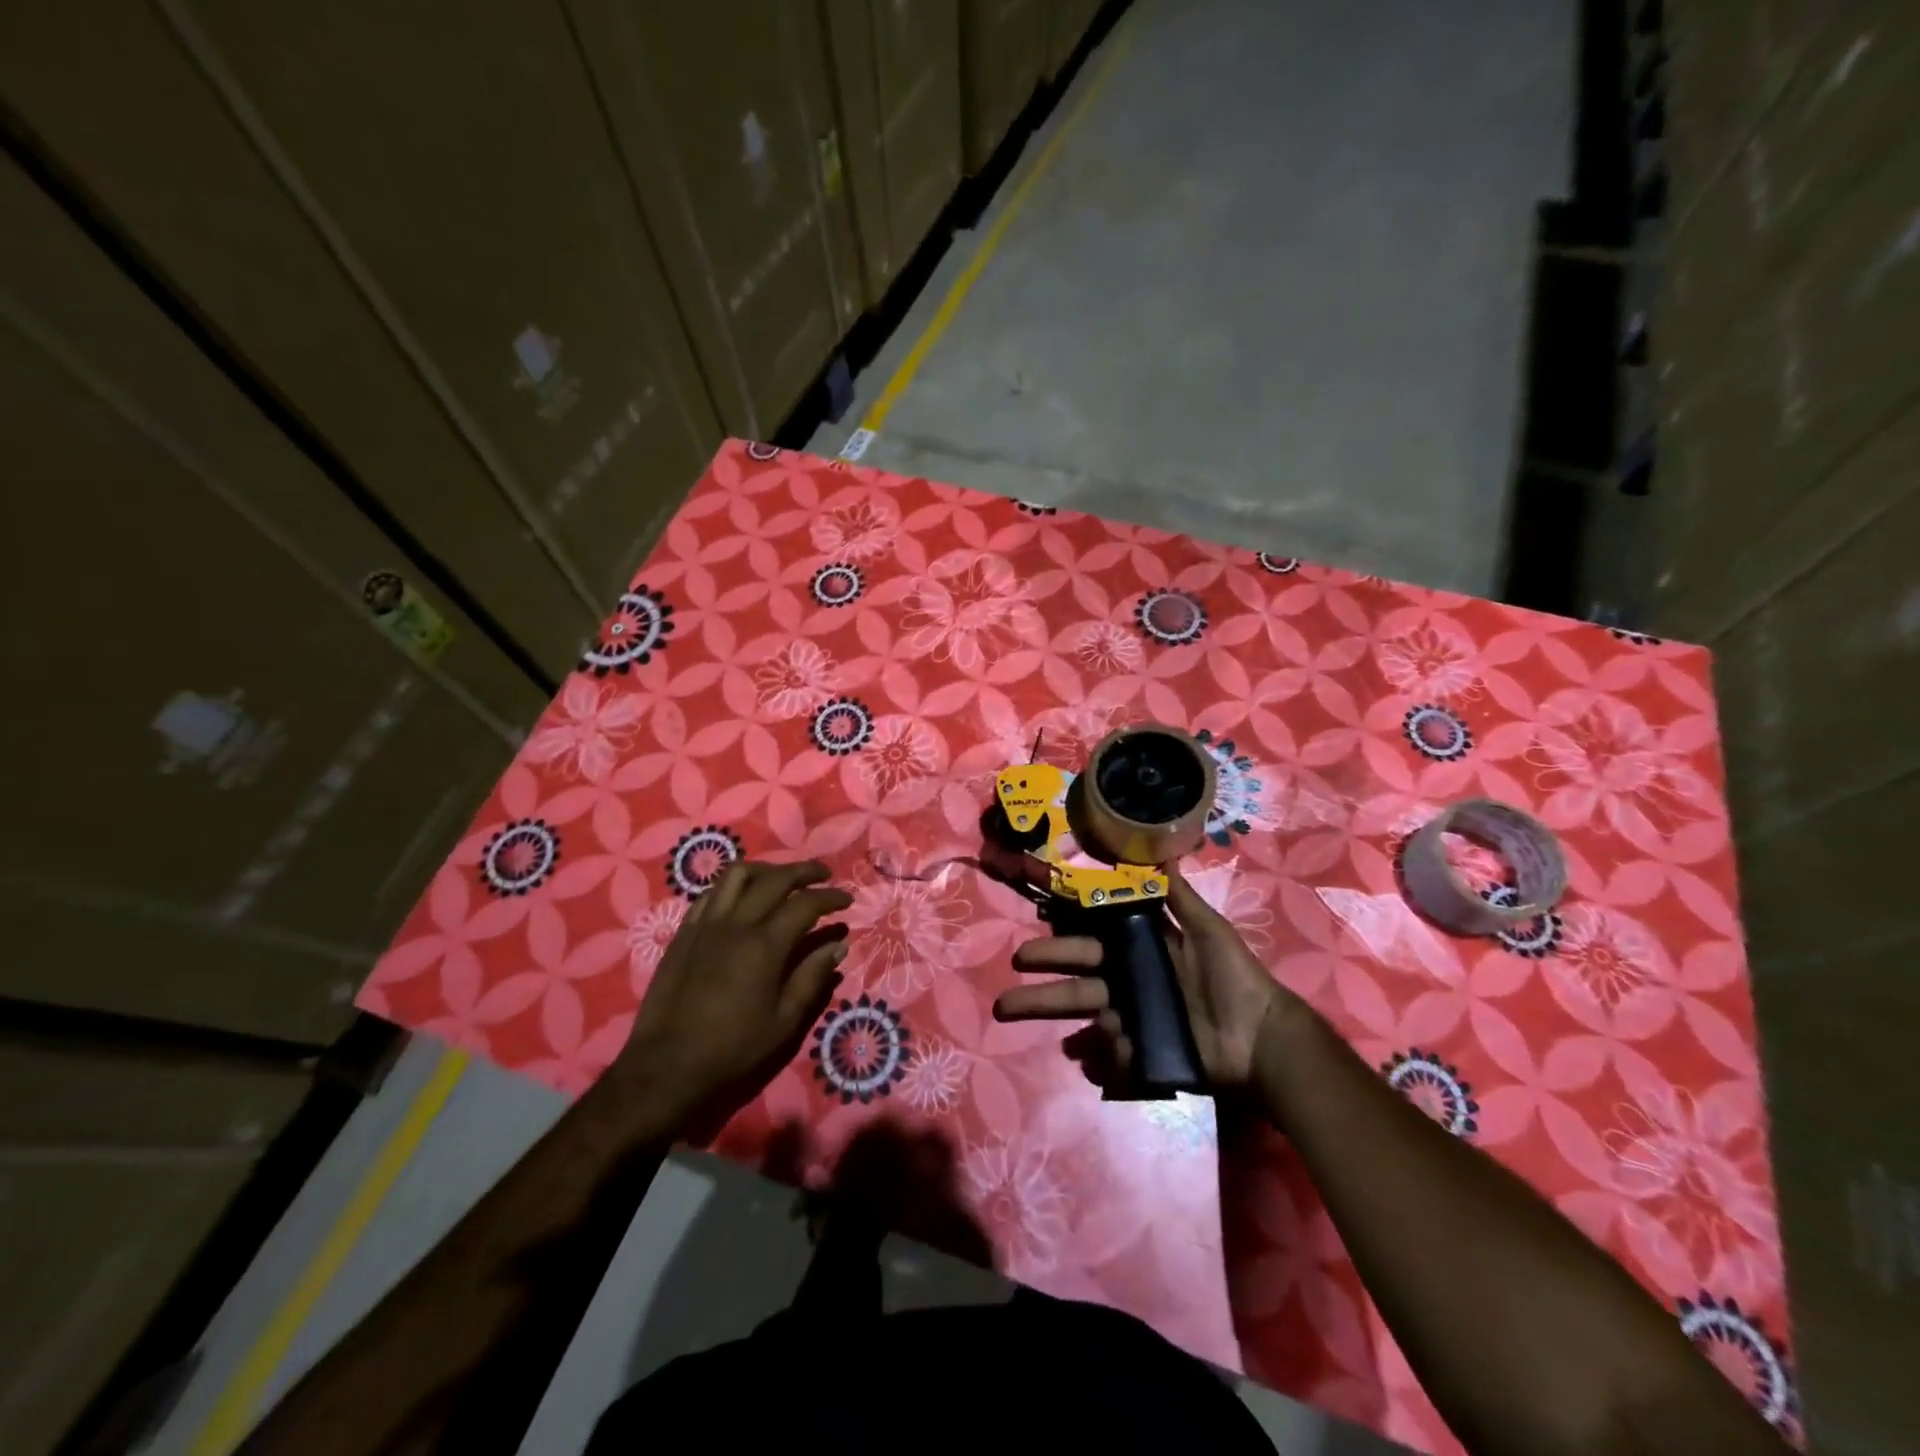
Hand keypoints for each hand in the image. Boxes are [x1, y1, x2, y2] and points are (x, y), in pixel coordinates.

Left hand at [615, 860, 851, 1128]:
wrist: (668, 1067)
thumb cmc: (733, 1049)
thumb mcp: (784, 1021)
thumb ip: (812, 977)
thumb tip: (837, 945)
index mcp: (765, 945)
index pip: (806, 903)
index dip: (830, 896)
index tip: (847, 899)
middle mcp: (736, 923)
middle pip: (775, 878)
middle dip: (805, 871)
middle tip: (824, 875)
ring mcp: (706, 924)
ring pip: (738, 875)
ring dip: (766, 869)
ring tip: (781, 879)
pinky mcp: (684, 933)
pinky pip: (710, 894)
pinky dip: (733, 887)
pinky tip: (741, 898)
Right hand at [991, 869, 1294, 1090]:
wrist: (1262, 1037)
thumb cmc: (1233, 977)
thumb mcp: (1208, 929)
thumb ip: (1179, 897)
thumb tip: (1163, 854)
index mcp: (1138, 954)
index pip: (1089, 945)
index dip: (1060, 942)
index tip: (1028, 940)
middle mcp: (1128, 986)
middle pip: (1076, 984)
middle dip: (1039, 988)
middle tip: (1005, 991)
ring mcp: (1133, 1022)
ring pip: (1085, 1018)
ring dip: (1050, 1016)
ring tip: (1013, 1015)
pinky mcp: (1143, 1054)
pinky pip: (1113, 1054)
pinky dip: (1101, 1055)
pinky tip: (1091, 1053)